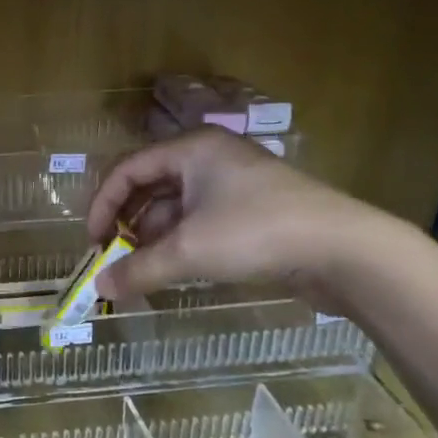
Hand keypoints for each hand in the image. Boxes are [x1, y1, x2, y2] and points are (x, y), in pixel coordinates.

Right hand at [86, 127, 396, 305]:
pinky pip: (201, 221)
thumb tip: (99, 288)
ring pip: (176, 206)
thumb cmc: (257, 233)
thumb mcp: (189, 251)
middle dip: (129, 224)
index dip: (103, 205)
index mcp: (191, 149)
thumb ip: (140, 269)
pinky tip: (176, 270)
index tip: (94, 242)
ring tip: (145, 272)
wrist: (344, 250)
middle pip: (150, 186)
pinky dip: (182, 243)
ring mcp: (234, 183)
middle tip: (115, 258)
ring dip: (155, 238)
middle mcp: (210, 158)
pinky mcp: (252, 210)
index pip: (127, 169)